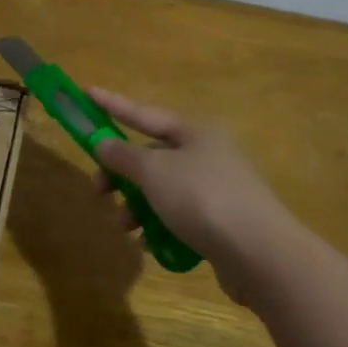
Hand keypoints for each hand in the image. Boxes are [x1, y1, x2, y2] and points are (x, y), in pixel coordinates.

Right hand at [88, 88, 302, 303]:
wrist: (260, 254)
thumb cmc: (202, 198)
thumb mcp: (154, 171)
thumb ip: (123, 156)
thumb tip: (103, 143)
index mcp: (195, 133)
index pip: (144, 114)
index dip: (113, 104)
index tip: (87, 92)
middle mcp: (207, 155)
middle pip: (151, 156)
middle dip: (121, 173)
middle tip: (99, 190)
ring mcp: (216, 189)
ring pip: (161, 190)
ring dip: (136, 205)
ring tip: (126, 226)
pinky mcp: (220, 223)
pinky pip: (177, 217)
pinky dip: (159, 226)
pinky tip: (150, 243)